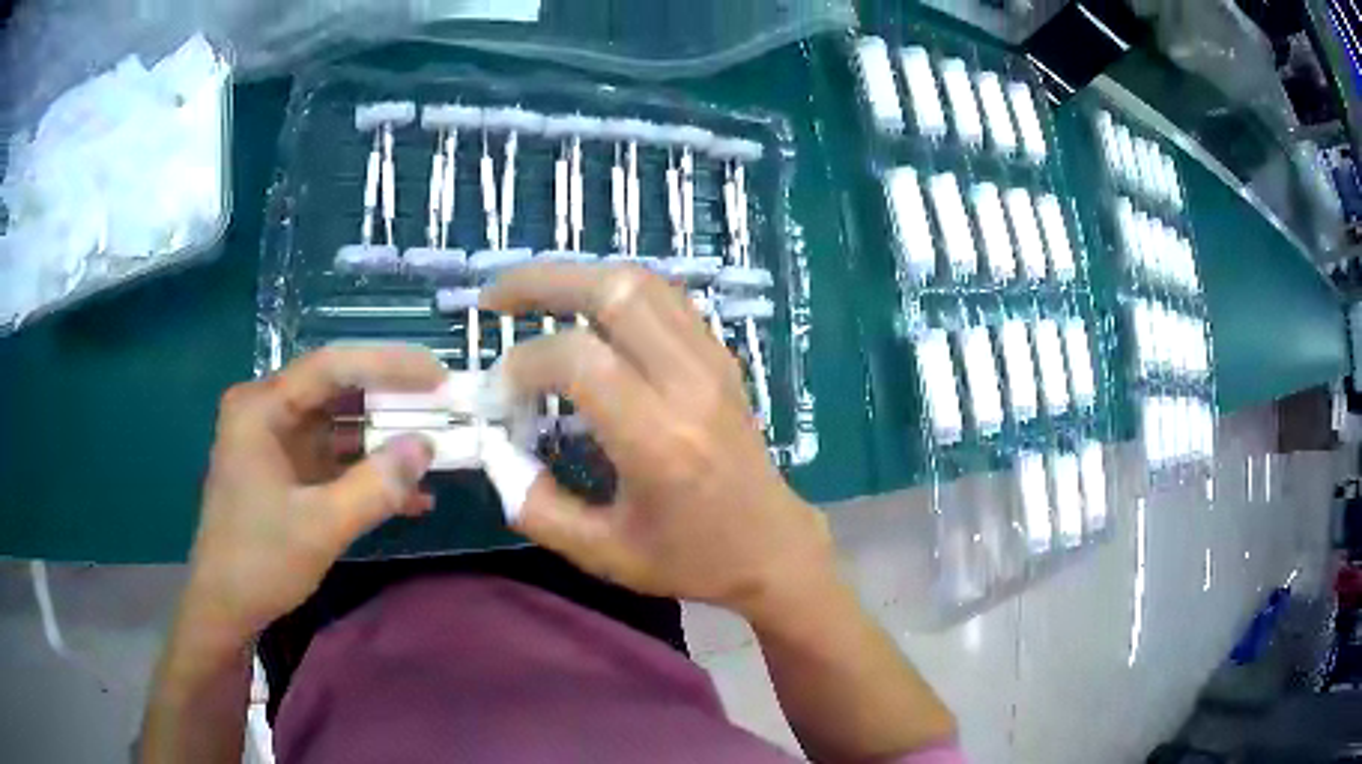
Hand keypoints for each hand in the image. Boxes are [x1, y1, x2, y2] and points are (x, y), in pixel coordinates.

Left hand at [182, 345, 445, 644]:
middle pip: (337, 392)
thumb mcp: (321, 526)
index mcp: (261, 408)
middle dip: (391, 403)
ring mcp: (277, 444)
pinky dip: (367, 475)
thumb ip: (375, 486)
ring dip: (384, 443)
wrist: (225, 608)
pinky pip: (333, 461)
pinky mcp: (287, 473)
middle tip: (443, 405)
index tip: (438, 375)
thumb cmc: (260, 561)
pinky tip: (411, 498)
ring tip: (436, 450)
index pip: (331, 367)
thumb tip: (426, 448)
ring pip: (340, 427)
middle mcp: (267, 413)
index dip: (388, 365)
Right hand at [482, 264, 833, 617]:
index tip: (498, 393)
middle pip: (615, 291)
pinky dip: (616, 292)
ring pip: (643, 282)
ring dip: (580, 278)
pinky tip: (586, 313)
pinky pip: (666, 298)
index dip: (522, 363)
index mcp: (659, 439)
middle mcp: (690, 384)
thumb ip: (536, 506)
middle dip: (543, 282)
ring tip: (532, 297)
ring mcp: (713, 362)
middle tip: (495, 299)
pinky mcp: (721, 357)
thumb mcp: (602, 553)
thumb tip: (495, 450)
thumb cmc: (690, 559)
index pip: (579, 359)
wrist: (772, 547)